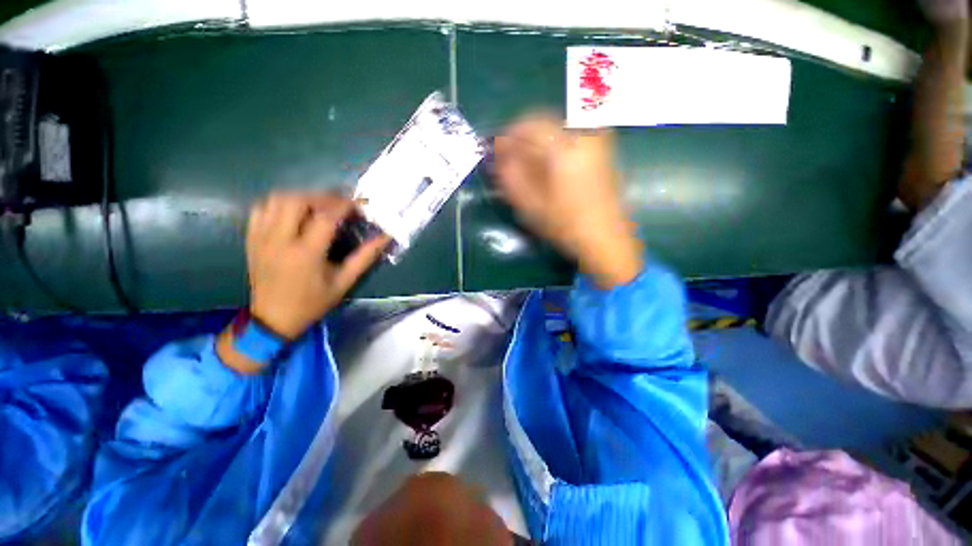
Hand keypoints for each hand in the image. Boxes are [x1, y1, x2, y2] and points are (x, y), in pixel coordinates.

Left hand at [246, 192, 389, 339]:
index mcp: (306, 253)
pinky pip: (261, 208)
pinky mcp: (251, 239)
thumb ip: (365, 257)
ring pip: (277, 199)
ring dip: (302, 197)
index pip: (326, 216)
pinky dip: (279, 204)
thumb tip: (385, 237)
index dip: (345, 205)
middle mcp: (279, 240)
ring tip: (319, 206)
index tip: (360, 205)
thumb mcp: (344, 282)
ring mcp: (261, 237)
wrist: (274, 319)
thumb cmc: (313, 302)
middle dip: (322, 197)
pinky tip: (294, 212)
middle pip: (297, 200)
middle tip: (339, 205)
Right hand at [493, 114, 642, 287]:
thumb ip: (511, 176)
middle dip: (523, 135)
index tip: (496, 148)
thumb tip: (499, 156)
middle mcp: (584, 134)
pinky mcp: (602, 151)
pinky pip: (571, 136)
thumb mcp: (531, 204)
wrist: (605, 238)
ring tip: (525, 161)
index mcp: (565, 147)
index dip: (509, 134)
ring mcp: (596, 141)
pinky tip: (546, 163)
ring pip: (558, 128)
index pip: (530, 124)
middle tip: (509, 155)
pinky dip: (553, 144)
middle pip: (545, 121)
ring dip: (538, 140)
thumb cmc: (565, 224)